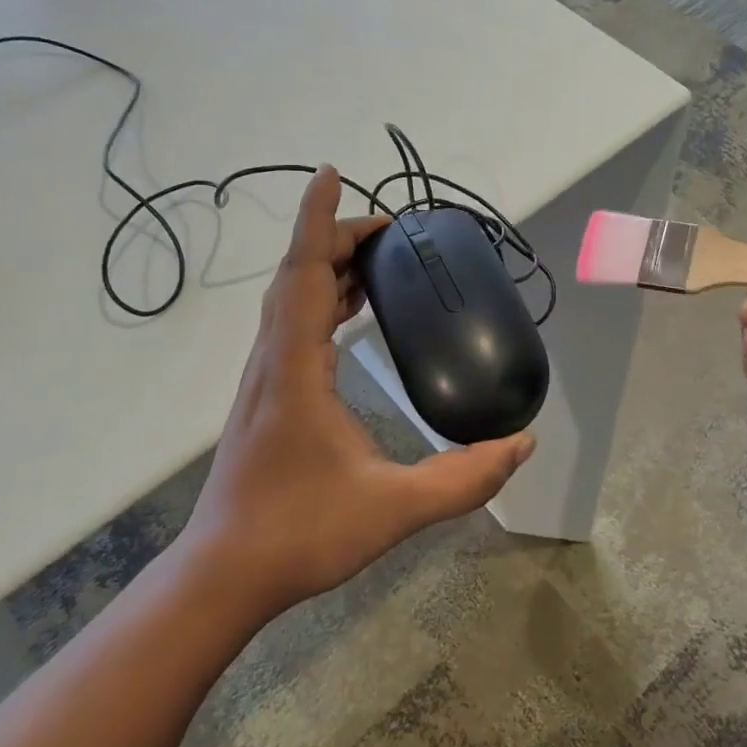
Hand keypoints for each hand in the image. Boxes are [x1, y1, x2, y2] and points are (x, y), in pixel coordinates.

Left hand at [181, 166, 534, 621]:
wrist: (224, 574)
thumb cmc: (300, 533)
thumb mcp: (393, 508)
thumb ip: (463, 479)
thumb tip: (521, 444)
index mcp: (295, 368)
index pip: (305, 273)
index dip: (319, 220)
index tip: (331, 173)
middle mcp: (272, 360)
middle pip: (298, 275)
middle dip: (338, 238)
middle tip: (390, 231)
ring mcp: (264, 379)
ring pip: (291, 300)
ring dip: (328, 268)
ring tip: (376, 260)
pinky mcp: (265, 397)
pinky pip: (292, 326)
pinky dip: (320, 300)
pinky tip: (349, 315)